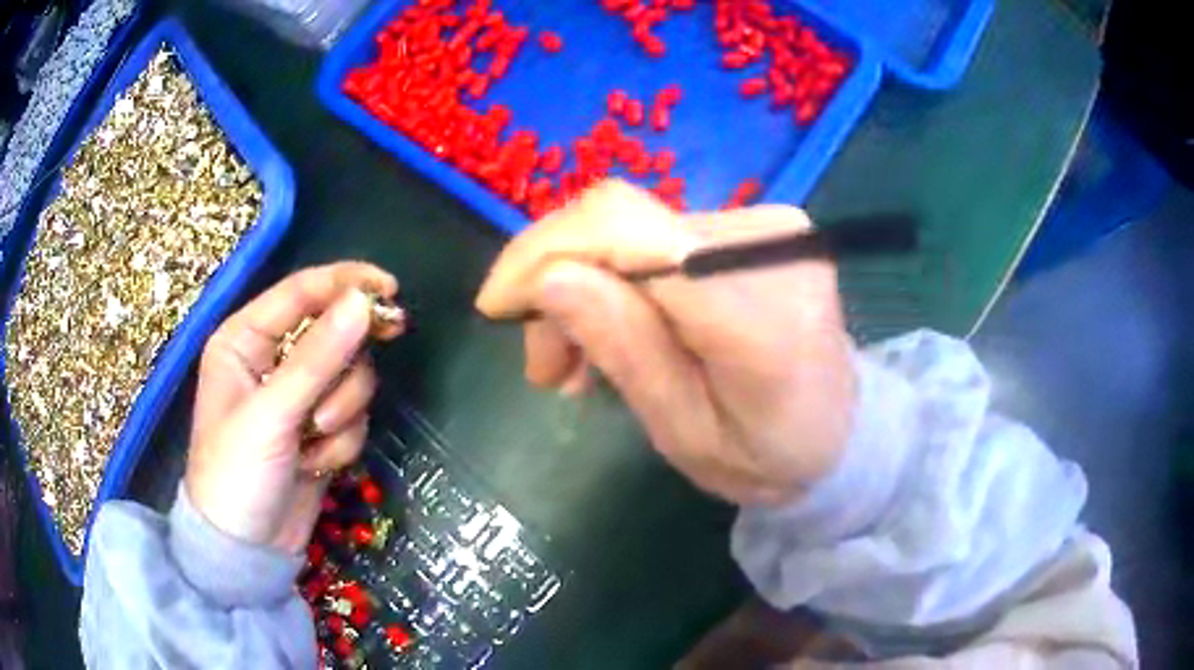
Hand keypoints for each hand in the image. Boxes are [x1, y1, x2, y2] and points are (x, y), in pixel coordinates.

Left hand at [185, 262, 402, 552]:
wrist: (247, 550)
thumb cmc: (236, 474)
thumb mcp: (271, 414)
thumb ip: (317, 358)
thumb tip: (363, 302)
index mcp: (245, 339)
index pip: (301, 292)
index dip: (345, 284)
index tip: (390, 290)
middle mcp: (272, 359)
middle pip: (334, 333)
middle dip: (341, 369)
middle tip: (349, 388)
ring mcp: (298, 396)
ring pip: (349, 377)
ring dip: (340, 412)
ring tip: (312, 444)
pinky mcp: (319, 429)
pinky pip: (353, 415)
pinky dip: (341, 441)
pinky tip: (314, 464)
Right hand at [476, 181, 856, 505]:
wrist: (842, 431)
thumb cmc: (768, 457)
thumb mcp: (688, 436)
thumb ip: (627, 353)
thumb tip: (550, 277)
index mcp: (758, 314)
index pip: (631, 233)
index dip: (546, 253)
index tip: (497, 306)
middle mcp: (766, 245)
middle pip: (622, 224)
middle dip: (557, 281)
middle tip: (544, 364)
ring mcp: (767, 226)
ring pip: (634, 229)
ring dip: (587, 285)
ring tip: (576, 363)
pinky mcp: (756, 226)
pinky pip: (661, 236)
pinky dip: (624, 278)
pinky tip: (617, 328)